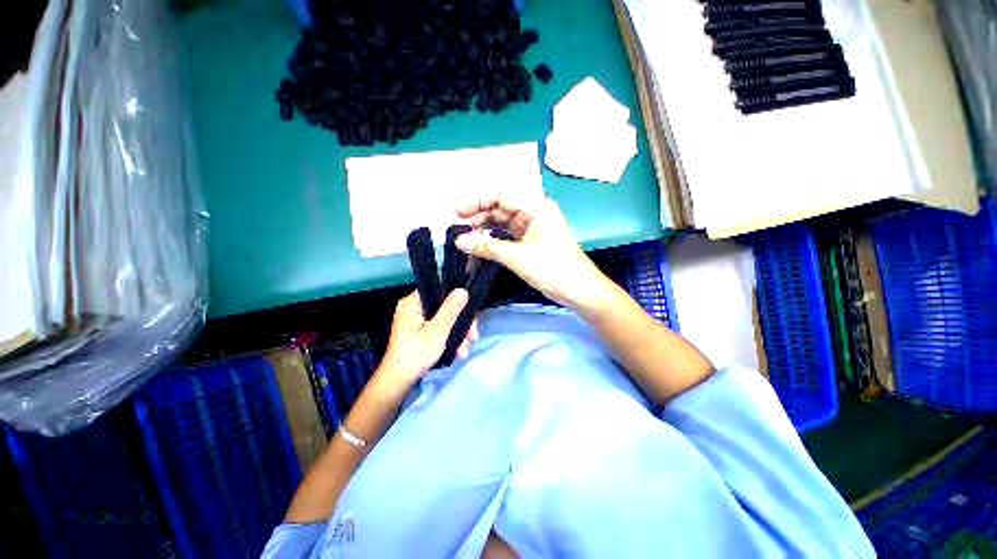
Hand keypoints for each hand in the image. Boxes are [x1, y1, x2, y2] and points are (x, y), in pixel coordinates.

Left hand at [377, 289, 477, 387]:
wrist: (399, 380)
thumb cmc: (415, 355)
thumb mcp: (436, 332)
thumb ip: (450, 310)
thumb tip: (463, 290)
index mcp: (413, 302)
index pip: (440, 290)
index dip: (457, 298)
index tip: (471, 312)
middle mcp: (415, 306)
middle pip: (446, 306)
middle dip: (462, 323)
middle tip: (472, 338)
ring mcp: (418, 318)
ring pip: (446, 317)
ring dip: (459, 333)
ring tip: (464, 350)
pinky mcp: (422, 329)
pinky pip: (442, 326)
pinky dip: (451, 337)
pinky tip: (459, 350)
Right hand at [454, 193, 614, 312]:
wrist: (578, 290)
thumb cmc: (553, 270)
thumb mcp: (518, 257)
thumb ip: (487, 247)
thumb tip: (458, 241)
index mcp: (536, 207)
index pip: (501, 195)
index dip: (476, 200)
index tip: (455, 209)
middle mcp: (534, 211)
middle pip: (500, 206)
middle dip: (478, 214)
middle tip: (456, 225)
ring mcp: (532, 225)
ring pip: (502, 220)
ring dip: (483, 226)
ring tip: (463, 234)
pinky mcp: (530, 239)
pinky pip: (507, 233)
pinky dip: (492, 237)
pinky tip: (479, 241)